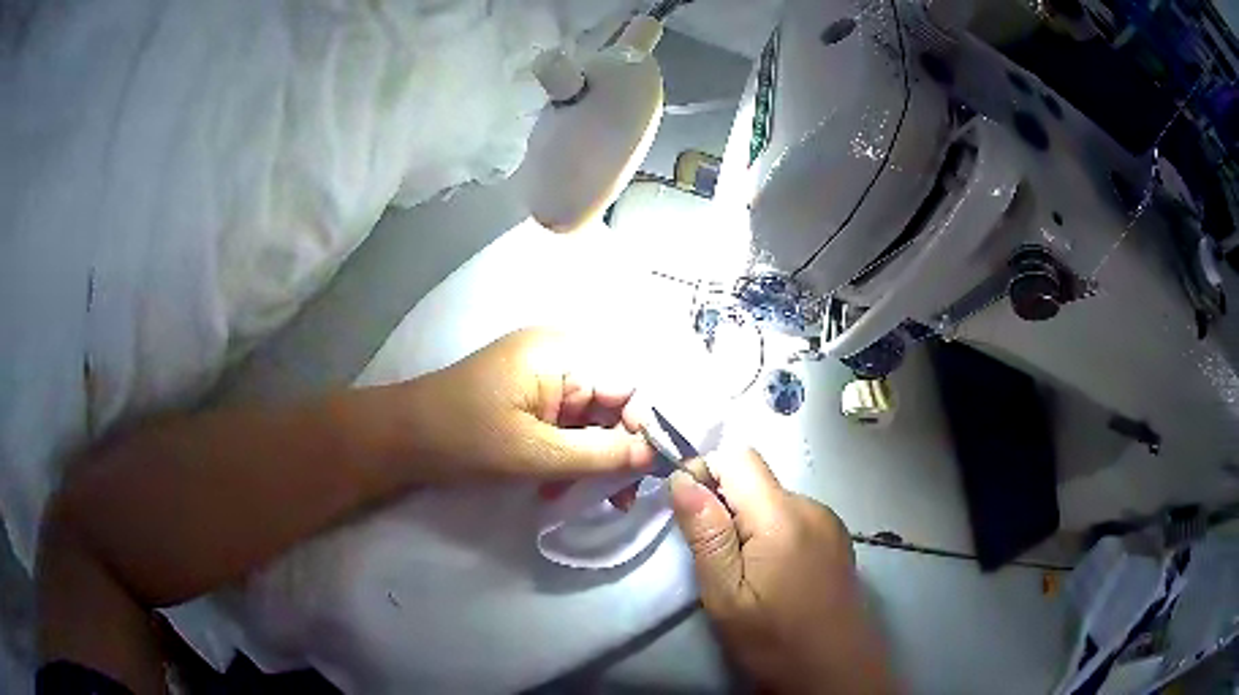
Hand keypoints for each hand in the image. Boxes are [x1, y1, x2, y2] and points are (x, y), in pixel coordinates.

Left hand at [412, 328, 654, 484]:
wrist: (400, 439)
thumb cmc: (464, 439)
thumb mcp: (536, 453)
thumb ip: (600, 454)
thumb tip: (655, 455)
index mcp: (561, 353)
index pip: (629, 385)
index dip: (647, 427)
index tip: (654, 472)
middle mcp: (559, 355)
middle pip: (613, 402)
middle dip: (620, 450)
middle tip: (624, 497)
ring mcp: (543, 375)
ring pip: (592, 418)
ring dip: (595, 459)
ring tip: (596, 499)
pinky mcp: (530, 395)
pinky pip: (568, 423)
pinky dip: (571, 454)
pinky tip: (560, 486)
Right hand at [669, 449, 897, 694]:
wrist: (835, 672)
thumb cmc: (774, 640)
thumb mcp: (726, 595)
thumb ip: (706, 534)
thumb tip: (682, 478)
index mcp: (783, 516)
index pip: (739, 457)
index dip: (705, 472)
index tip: (688, 514)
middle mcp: (812, 506)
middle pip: (756, 479)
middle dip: (725, 505)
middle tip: (715, 558)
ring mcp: (830, 522)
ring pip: (774, 499)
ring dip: (749, 522)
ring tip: (746, 571)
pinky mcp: (837, 539)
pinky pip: (795, 517)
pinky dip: (773, 533)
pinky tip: (775, 573)